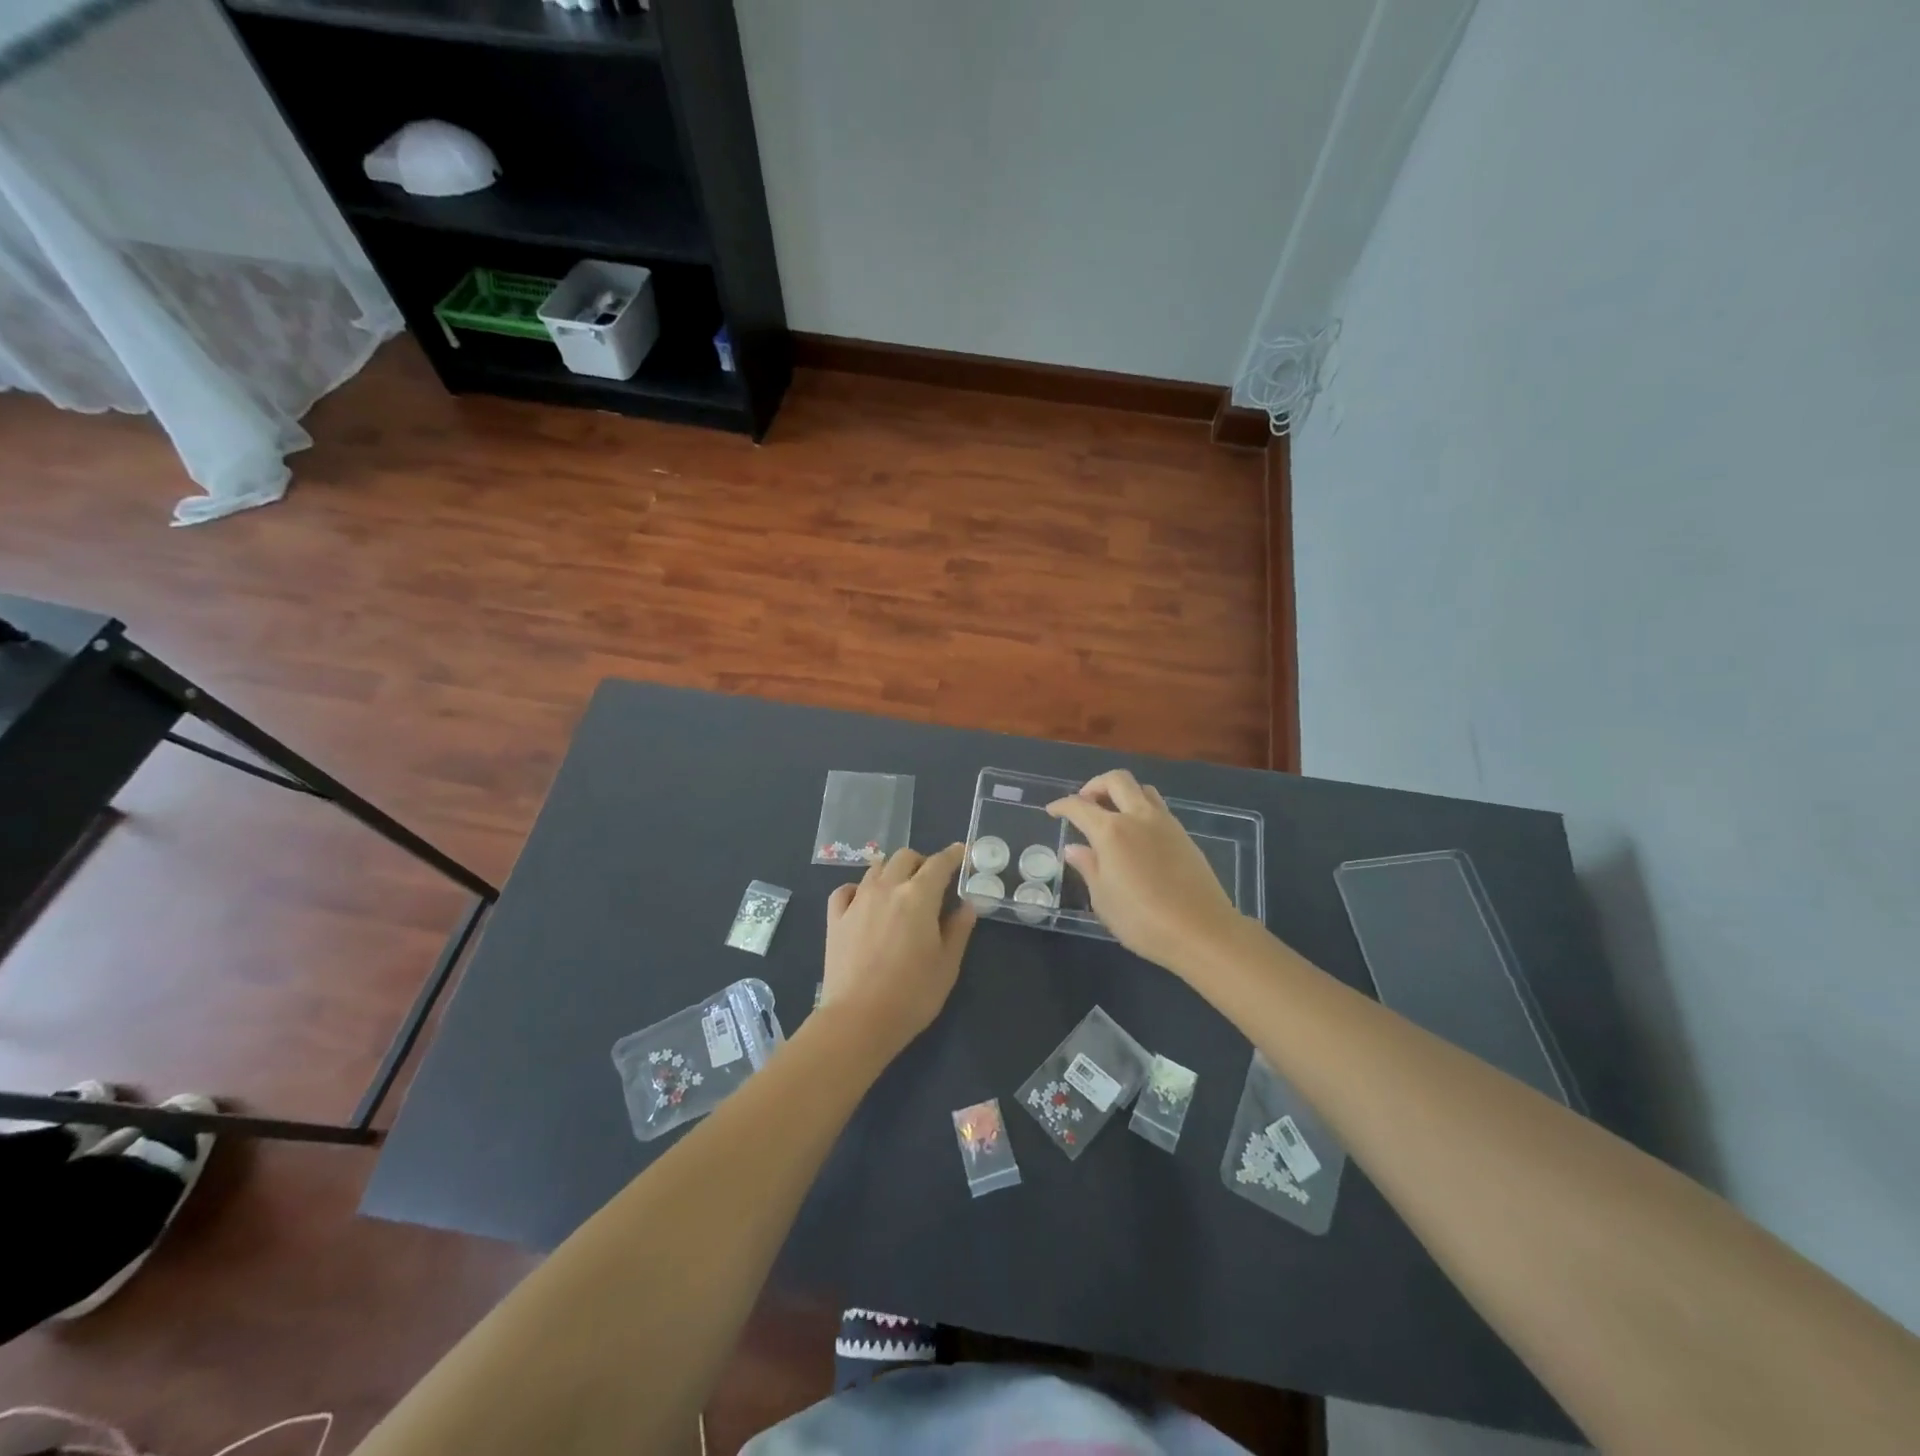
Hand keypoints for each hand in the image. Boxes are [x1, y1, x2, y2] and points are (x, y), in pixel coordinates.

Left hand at [820, 842, 976, 1059]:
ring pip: (875, 868)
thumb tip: (966, 906)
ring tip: (899, 890)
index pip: (939, 864)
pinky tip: (863, 901)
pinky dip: (858, 889)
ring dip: (892, 871)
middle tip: (931, 881)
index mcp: (918, 897)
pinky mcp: (835, 919)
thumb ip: (958, 930)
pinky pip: (845, 890)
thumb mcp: (947, 965)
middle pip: (904, 857)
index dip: (953, 855)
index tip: (961, 852)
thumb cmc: (912, 995)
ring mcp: (857, 901)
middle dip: (921, 862)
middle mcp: (886, 889)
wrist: (858, 1020)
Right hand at [1048, 770, 1242, 972]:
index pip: (1079, 806)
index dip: (1062, 805)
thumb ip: (1088, 868)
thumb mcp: (1103, 899)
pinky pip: (1158, 808)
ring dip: (1122, 793)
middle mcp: (1138, 817)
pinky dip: (1141, 809)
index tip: (1052, 811)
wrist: (1202, 931)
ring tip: (1112, 815)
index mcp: (1112, 831)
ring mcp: (1165, 823)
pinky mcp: (1184, 835)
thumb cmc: (1142, 920)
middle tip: (1085, 803)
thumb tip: (1075, 848)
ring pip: (1142, 789)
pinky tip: (1137, 835)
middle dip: (1095, 785)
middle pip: (1116, 780)